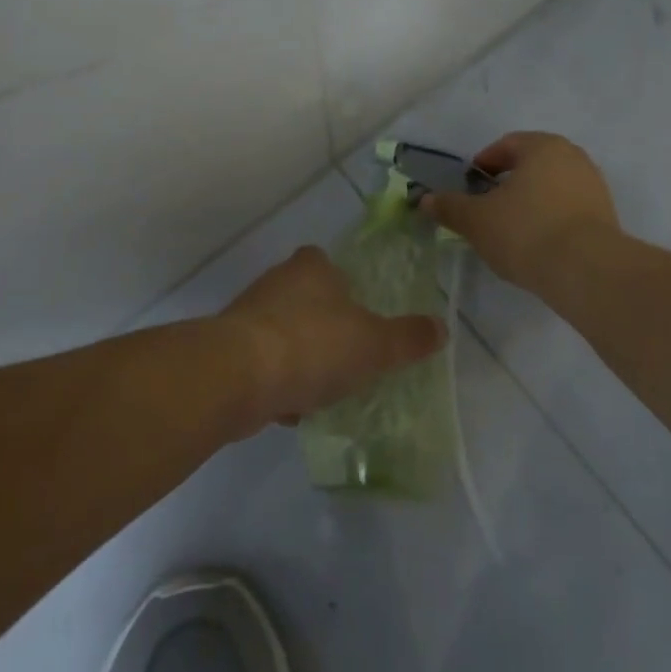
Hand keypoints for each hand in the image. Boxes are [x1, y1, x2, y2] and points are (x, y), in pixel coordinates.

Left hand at [215, 246, 444, 432]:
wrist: (238, 376)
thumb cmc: (313, 346)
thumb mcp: (374, 345)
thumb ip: (408, 338)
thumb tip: (441, 327)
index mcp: (312, 268)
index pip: (326, 263)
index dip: (342, 285)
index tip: (357, 314)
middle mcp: (277, 281)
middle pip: (305, 299)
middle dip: (323, 327)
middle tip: (347, 357)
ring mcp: (248, 315)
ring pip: (283, 334)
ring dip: (300, 359)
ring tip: (322, 390)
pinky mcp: (229, 349)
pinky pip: (262, 364)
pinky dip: (277, 383)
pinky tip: (291, 409)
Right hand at [422, 131, 619, 296]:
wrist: (587, 271)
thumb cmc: (526, 231)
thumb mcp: (476, 220)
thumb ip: (450, 206)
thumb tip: (425, 199)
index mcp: (543, 146)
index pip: (506, 145)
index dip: (483, 164)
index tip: (470, 187)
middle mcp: (573, 157)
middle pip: (532, 164)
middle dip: (508, 183)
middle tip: (487, 207)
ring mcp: (594, 186)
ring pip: (551, 187)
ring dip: (530, 202)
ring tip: (511, 230)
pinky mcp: (607, 216)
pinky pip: (569, 209)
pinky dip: (550, 219)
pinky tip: (538, 244)